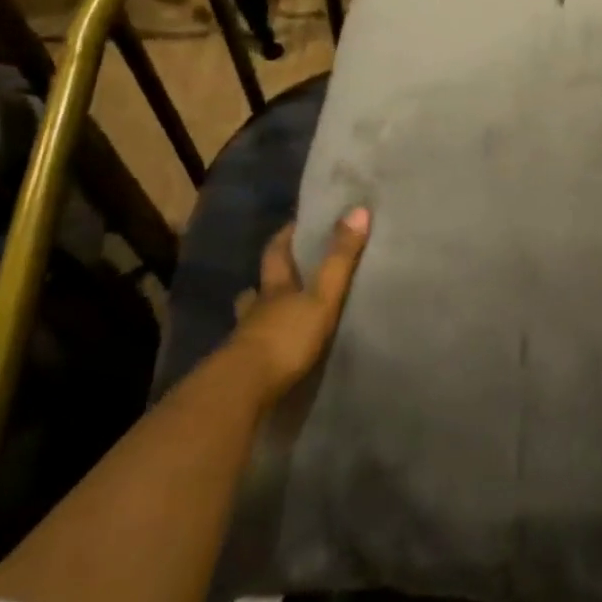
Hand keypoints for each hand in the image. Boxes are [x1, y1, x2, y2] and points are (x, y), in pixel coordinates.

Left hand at [226, 210, 368, 406]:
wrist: (242, 391)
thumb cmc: (285, 337)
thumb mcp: (322, 296)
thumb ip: (340, 259)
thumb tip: (359, 209)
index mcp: (275, 288)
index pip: (276, 252)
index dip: (285, 236)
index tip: (296, 224)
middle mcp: (256, 309)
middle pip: (259, 286)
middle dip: (269, 278)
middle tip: (284, 272)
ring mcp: (246, 340)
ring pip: (252, 318)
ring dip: (262, 313)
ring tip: (277, 314)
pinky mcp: (244, 370)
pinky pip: (255, 349)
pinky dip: (264, 345)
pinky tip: (272, 352)